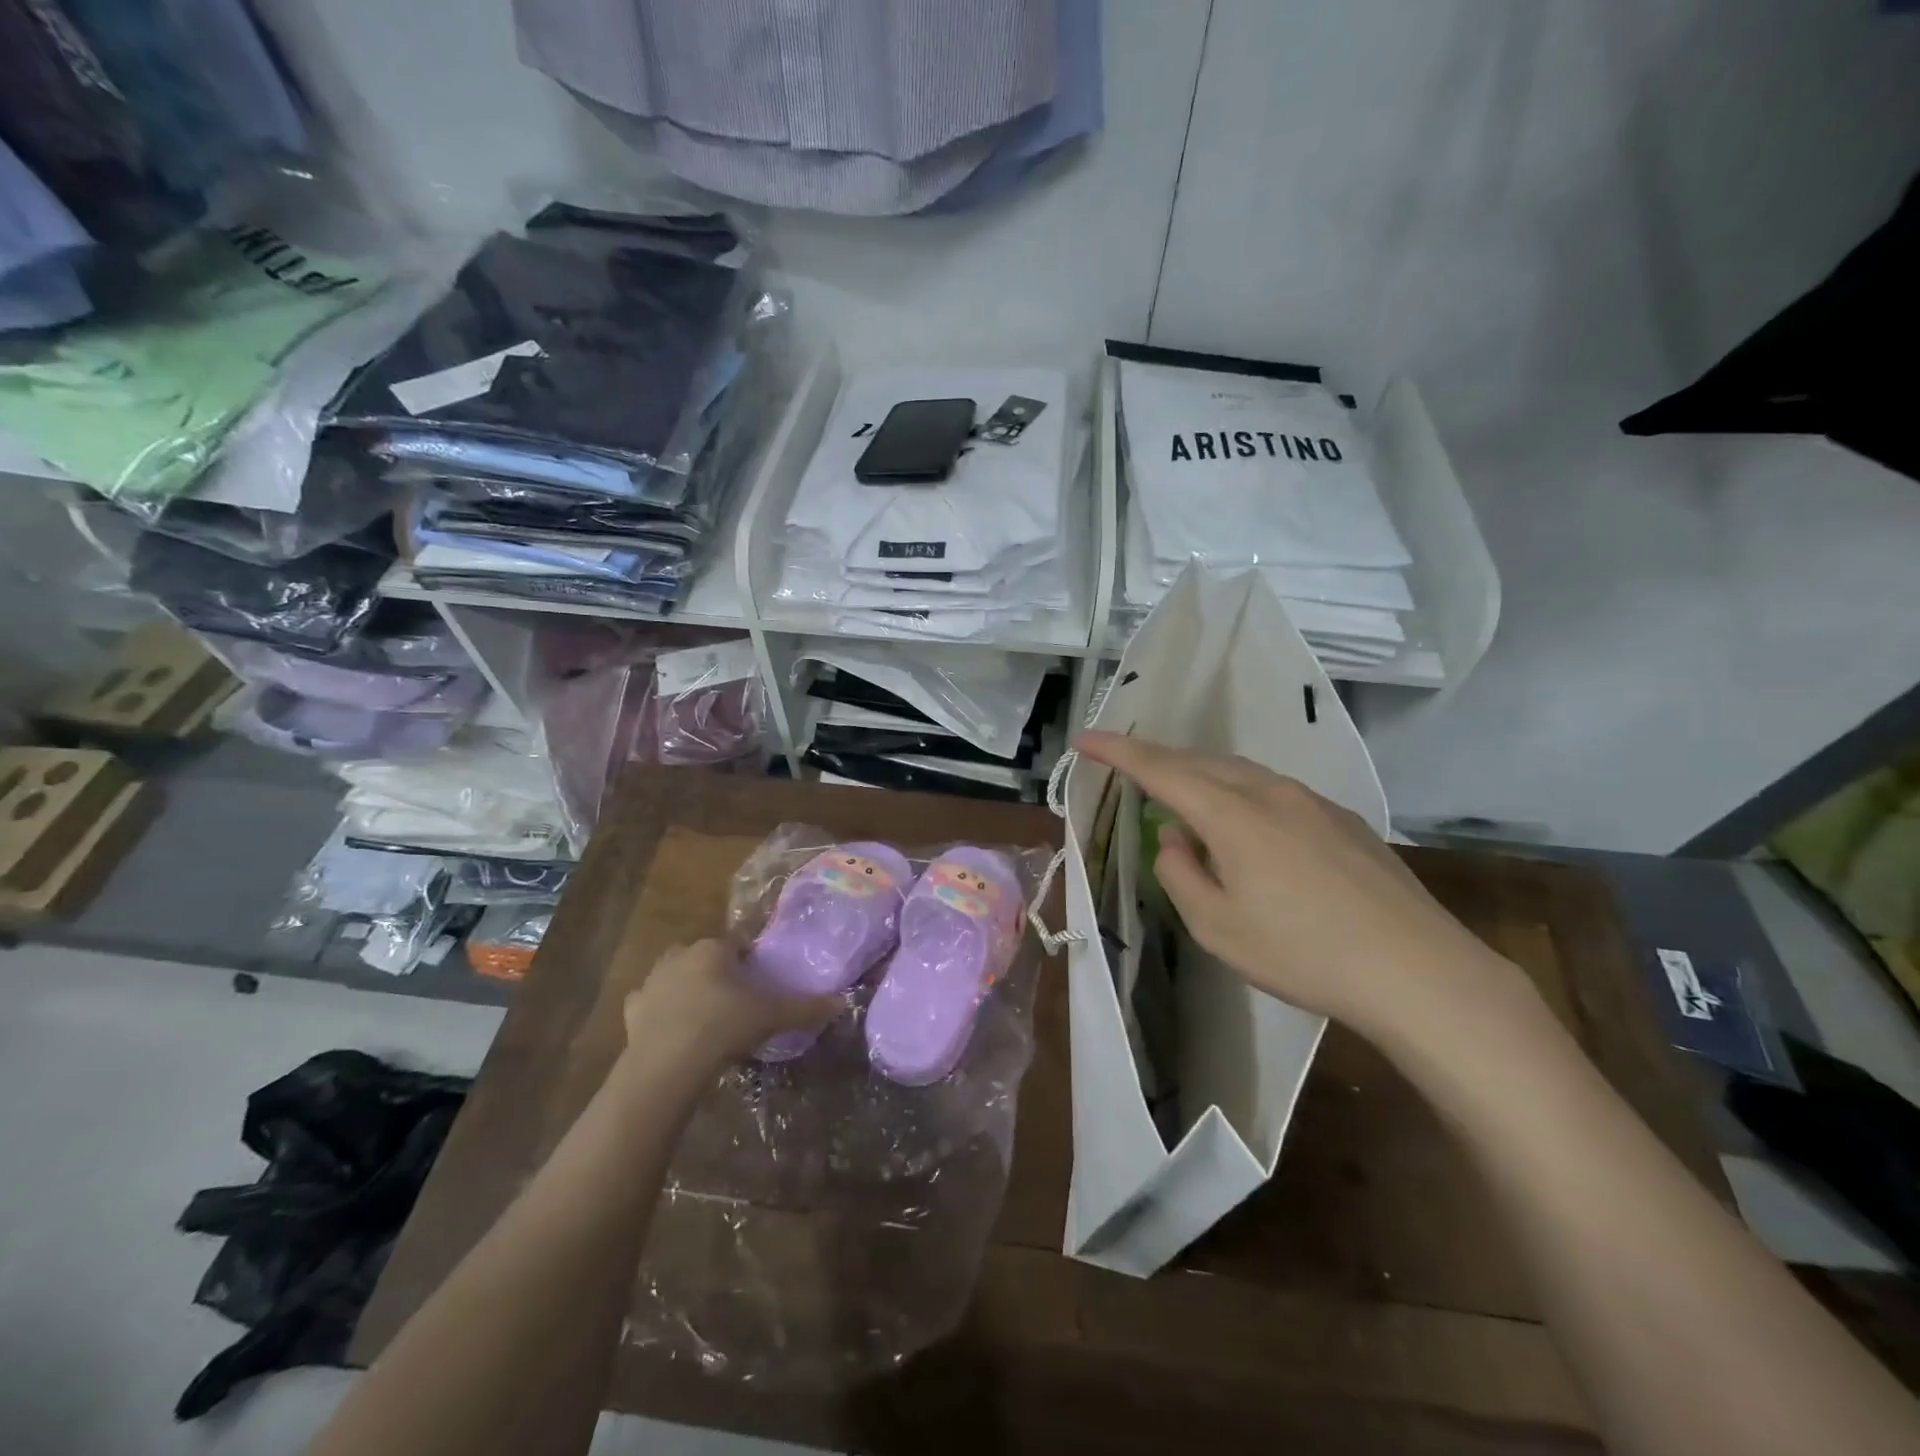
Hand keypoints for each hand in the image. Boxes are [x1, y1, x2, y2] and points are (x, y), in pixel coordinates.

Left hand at [622, 939, 838, 1069]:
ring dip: (688, 987)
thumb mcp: (771, 1016)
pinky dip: (658, 1010)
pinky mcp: (632, 1009)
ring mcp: (653, 980)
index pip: (739, 943)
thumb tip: (842, 1003)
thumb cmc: (723, 1026)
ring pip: (675, 975)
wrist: (668, 1064)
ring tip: (705, 1015)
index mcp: (715, 948)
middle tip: (736, 1000)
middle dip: (718, 971)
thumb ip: (805, 1008)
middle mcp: (681, 955)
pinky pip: (649, 1002)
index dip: (751, 961)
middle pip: (705, 956)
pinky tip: (670, 1028)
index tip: (760, 983)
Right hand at [1077, 732, 1533, 1048]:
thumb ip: (1180, 873)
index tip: (1085, 738)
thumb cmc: (1303, 953)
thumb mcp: (1216, 926)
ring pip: (1242, 773)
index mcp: (1232, 814)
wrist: (1419, 972)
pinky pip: (1275, 792)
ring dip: (1204, 779)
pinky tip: (1249, 831)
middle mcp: (1271, 792)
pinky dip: (1243, 796)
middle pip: (1202, 762)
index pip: (1161, 769)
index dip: (1118, 751)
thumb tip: (1175, 837)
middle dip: (1160, 762)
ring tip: (1186, 804)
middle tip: (1130, 771)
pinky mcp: (1345, 820)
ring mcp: (1314, 802)